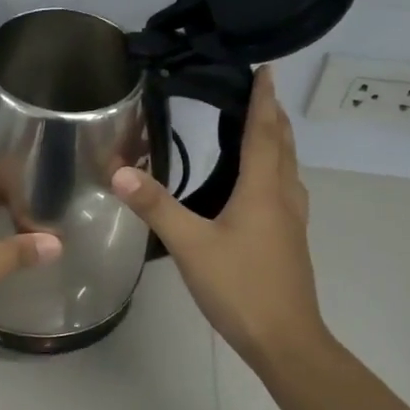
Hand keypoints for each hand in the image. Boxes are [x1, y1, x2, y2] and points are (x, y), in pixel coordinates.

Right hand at [110, 66, 332, 373]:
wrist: (285, 339)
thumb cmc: (240, 286)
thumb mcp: (190, 245)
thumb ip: (156, 206)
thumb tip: (119, 171)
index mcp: (263, 190)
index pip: (264, 133)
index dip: (264, 100)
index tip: (267, 70)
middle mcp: (283, 198)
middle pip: (283, 147)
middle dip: (273, 116)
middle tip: (261, 92)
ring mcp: (290, 222)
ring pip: (287, 169)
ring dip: (277, 143)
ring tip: (262, 128)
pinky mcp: (289, 241)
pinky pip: (284, 191)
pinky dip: (274, 171)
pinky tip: (260, 187)